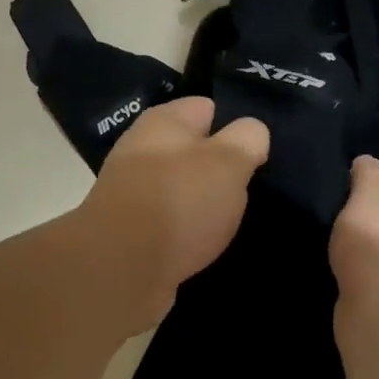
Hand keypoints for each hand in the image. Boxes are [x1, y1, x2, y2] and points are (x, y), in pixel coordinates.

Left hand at [74, 97, 269, 328]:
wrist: (121, 269)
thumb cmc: (179, 202)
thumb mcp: (228, 162)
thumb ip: (247, 140)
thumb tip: (251, 132)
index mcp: (163, 122)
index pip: (207, 108)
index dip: (235, 126)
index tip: (257, 151)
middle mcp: (143, 151)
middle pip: (193, 152)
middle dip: (221, 169)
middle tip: (250, 189)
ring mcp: (134, 193)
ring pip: (182, 189)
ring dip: (205, 204)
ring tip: (232, 220)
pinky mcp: (132, 233)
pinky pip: (171, 224)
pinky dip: (189, 233)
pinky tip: (206, 245)